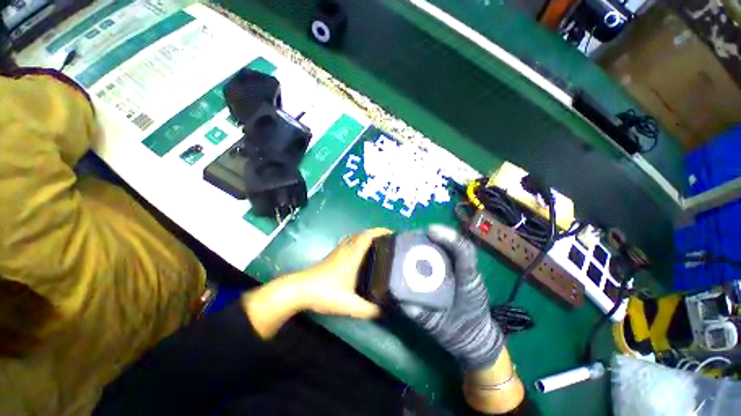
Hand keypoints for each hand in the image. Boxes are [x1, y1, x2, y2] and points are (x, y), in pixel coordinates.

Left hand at [291, 228, 391, 318]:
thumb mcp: (349, 304)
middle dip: (376, 234)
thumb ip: (368, 309)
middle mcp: (346, 249)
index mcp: (352, 254)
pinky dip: (358, 243)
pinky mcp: (332, 256)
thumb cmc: (325, 292)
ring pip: (354, 238)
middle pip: (362, 234)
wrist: (300, 290)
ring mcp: (338, 251)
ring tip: (377, 247)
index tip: (392, 233)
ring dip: (366, 238)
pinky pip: (349, 243)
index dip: (380, 231)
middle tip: (388, 242)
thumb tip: (383, 310)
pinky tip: (360, 256)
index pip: (368, 236)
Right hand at [400, 225, 504, 369]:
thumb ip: (423, 316)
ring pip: (457, 249)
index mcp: (467, 283)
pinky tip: (425, 249)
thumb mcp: (439, 328)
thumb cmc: (460, 333)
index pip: (464, 254)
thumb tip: (403, 302)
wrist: (476, 340)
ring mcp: (466, 273)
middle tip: (421, 232)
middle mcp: (468, 273)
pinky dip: (439, 248)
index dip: (450, 239)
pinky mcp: (461, 274)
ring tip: (420, 237)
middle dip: (442, 235)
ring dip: (440, 239)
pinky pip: (452, 256)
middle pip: (461, 246)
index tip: (430, 231)